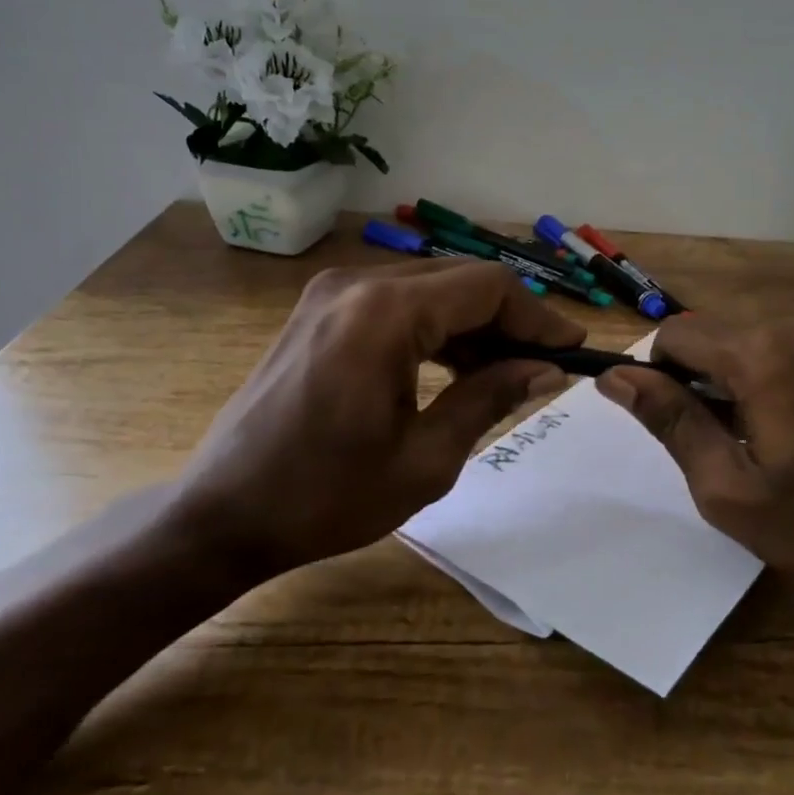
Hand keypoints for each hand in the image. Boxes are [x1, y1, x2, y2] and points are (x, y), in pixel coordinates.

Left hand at [174, 260, 584, 577]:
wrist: (220, 515)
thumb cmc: (325, 498)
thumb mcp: (425, 459)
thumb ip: (491, 398)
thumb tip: (546, 370)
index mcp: (386, 314)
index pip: (489, 287)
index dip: (539, 316)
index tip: (573, 351)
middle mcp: (358, 283)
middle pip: (462, 280)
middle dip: (511, 319)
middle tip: (545, 366)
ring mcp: (333, 292)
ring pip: (431, 288)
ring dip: (475, 323)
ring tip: (507, 372)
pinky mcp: (320, 309)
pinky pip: (397, 302)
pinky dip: (436, 327)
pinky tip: (456, 366)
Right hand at [596, 312, 793, 617]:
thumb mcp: (729, 489)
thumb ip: (669, 421)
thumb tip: (615, 376)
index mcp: (761, 353)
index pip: (678, 333)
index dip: (664, 373)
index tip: (686, 421)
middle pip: (723, 329)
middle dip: (712, 372)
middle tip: (738, 436)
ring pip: (768, 330)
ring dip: (755, 367)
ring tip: (785, 428)